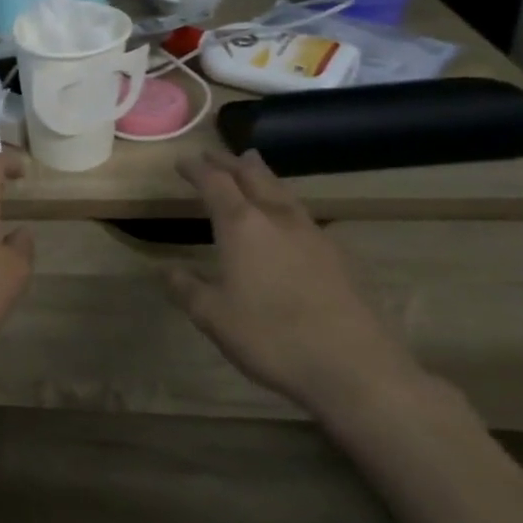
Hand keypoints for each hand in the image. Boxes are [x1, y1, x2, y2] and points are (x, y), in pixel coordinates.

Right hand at [166, 150, 424, 416]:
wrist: (356, 368)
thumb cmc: (272, 337)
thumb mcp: (213, 317)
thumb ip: (186, 288)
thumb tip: (166, 270)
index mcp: (242, 226)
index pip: (215, 183)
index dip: (197, 170)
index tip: (182, 161)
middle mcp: (277, 219)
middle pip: (252, 177)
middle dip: (230, 163)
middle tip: (214, 154)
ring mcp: (313, 235)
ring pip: (283, 191)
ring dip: (262, 175)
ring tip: (253, 165)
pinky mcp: (339, 256)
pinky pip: (303, 214)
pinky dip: (285, 202)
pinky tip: (287, 217)